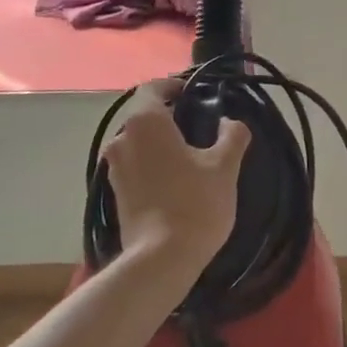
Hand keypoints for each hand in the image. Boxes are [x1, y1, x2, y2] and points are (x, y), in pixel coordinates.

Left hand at [101, 79, 246, 277]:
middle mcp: (122, 138)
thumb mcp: (225, 166)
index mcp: (145, 121)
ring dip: (159, 141)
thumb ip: (232, 135)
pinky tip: (174, 178)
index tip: (196, 95)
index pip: (154, 87)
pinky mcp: (114, 193)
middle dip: (169, 115)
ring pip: (137, 141)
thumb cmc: (195, 203)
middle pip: (144, 115)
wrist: (161, 260)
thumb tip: (231, 122)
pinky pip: (134, 164)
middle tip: (199, 125)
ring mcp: (114, 168)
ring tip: (188, 153)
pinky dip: (151, 163)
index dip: (175, 86)